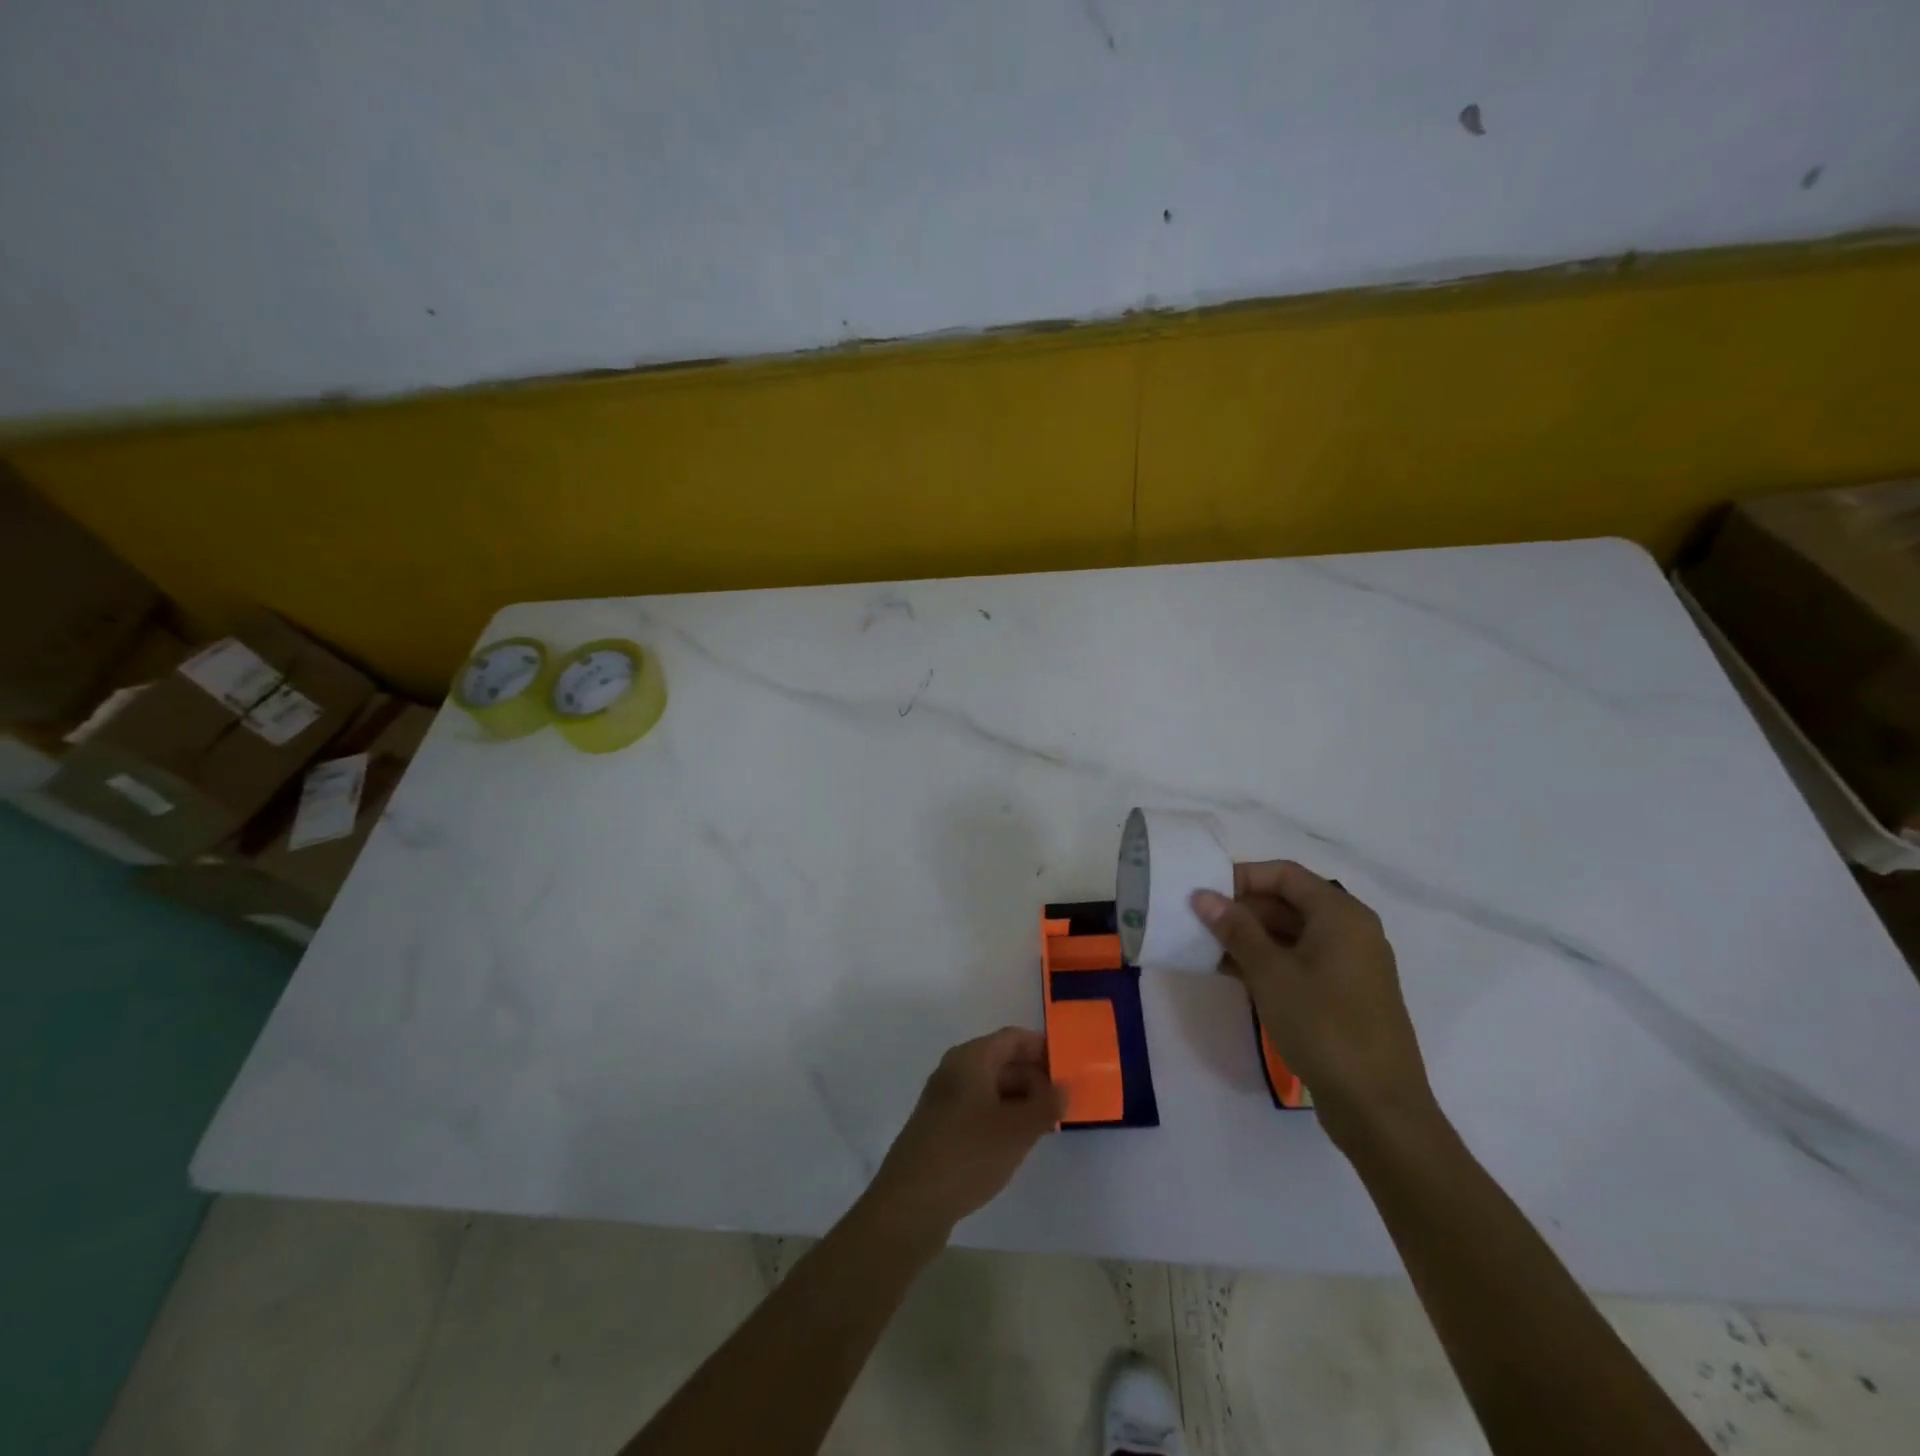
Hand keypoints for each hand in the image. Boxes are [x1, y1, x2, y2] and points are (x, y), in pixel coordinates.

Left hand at [862, 1028, 1063, 1242]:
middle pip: (1002, 1061)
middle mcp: (955, 1070)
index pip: (1014, 1038)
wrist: (911, 1202)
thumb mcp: (1017, 1130)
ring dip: (1020, 1099)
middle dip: (1035, 1077)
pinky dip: (1002, 1116)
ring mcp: (945, 1098)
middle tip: (1065, 1100)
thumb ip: (1046, 1105)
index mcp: (971, 1058)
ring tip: (1049, 1122)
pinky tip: (1018, 1140)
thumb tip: (1063, 1087)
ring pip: (991, 1087)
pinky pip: (979, 1107)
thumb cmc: (968, 1154)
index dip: (1043, 1048)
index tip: (1071, 1065)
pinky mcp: (941, 1125)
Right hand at [1193, 862, 1438, 1151]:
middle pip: (1289, 902)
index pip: (1285, 874)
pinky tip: (1231, 973)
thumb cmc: (1323, 1026)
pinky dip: (1267, 962)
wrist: (1378, 1107)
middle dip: (1242, 909)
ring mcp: (1350, 965)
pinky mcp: (1344, 995)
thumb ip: (1235, 929)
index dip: (1242, 877)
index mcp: (1341, 914)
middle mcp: (1351, 931)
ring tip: (1206, 946)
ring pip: (1292, 934)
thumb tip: (1203, 895)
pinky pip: (1300, 962)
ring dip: (1250, 937)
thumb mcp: (1270, 973)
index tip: (1204, 892)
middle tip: (1199, 921)